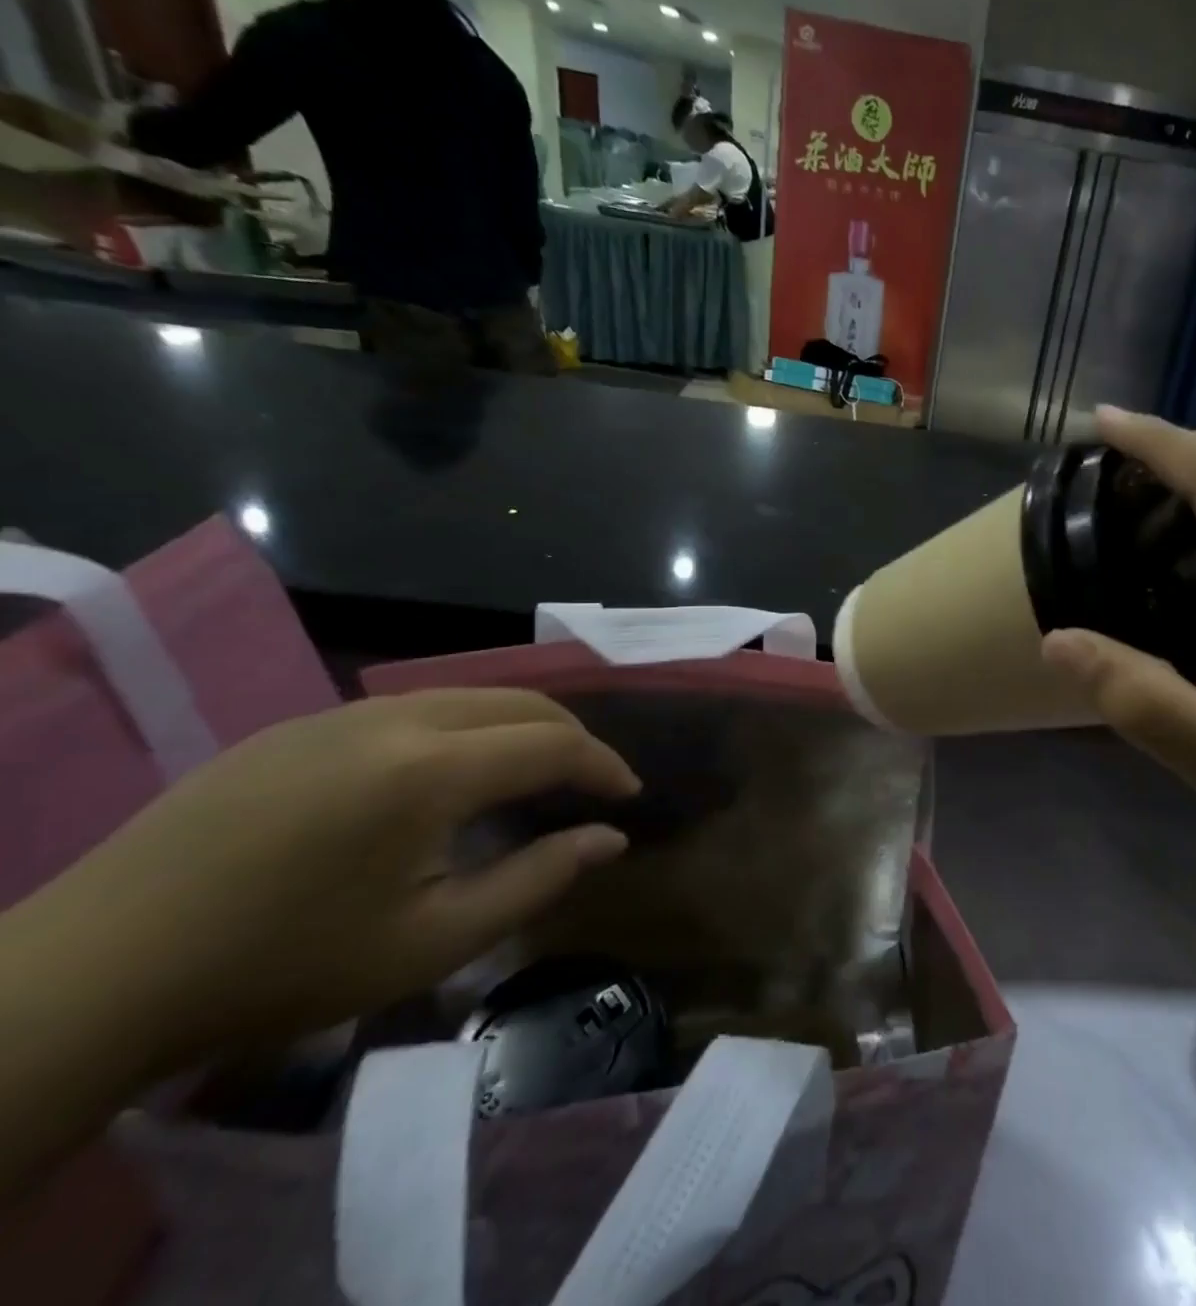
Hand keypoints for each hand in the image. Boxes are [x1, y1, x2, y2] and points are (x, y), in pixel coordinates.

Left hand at [45, 689, 637, 1065]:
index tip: (627, 795)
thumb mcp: (431, 942)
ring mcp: (337, 715)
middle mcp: (393, 719)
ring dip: (515, 726)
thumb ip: (537, 879)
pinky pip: (409, 707)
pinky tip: (443, 776)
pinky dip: (459, 727)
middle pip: (517, 701)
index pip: (552, 742)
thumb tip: (610, 838)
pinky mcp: (294, 726)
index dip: (603, 764)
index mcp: (430, 770)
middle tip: (589, 782)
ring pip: (465, 695)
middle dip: (570, 735)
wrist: (91, 976)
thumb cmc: (282, 968)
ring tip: (529, 774)